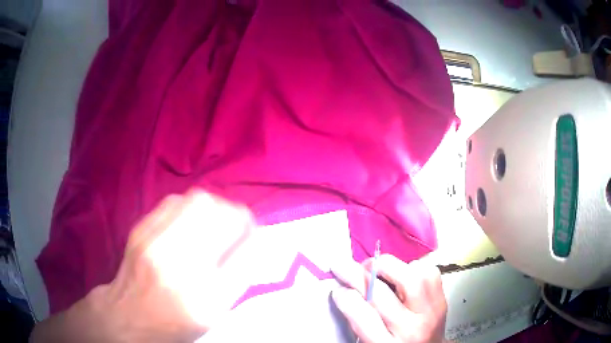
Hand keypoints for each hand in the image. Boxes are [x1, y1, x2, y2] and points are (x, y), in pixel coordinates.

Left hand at [32, 189, 257, 342]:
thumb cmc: (175, 321)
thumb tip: (252, 240)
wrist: (128, 315)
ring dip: (214, 206)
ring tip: (212, 220)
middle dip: (236, 213)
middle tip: (235, 222)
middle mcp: (180, 266)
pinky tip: (187, 220)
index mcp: (207, 298)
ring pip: (198, 200)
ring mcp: (155, 243)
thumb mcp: (214, 313)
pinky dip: (189, 205)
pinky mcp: (140, 229)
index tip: (253, 232)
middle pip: (220, 214)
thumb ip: (238, 278)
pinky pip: (174, 200)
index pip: (245, 250)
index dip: (253, 233)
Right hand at [331, 255, 447, 342]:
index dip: (346, 299)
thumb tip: (344, 290)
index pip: (363, 319)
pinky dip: (411, 267)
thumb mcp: (371, 342)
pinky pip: (428, 273)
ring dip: (387, 266)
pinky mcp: (441, 300)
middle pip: (383, 295)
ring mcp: (430, 313)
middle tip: (343, 267)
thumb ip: (359, 321)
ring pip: (410, 278)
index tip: (337, 289)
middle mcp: (410, 330)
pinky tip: (401, 273)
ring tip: (372, 267)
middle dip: (357, 275)